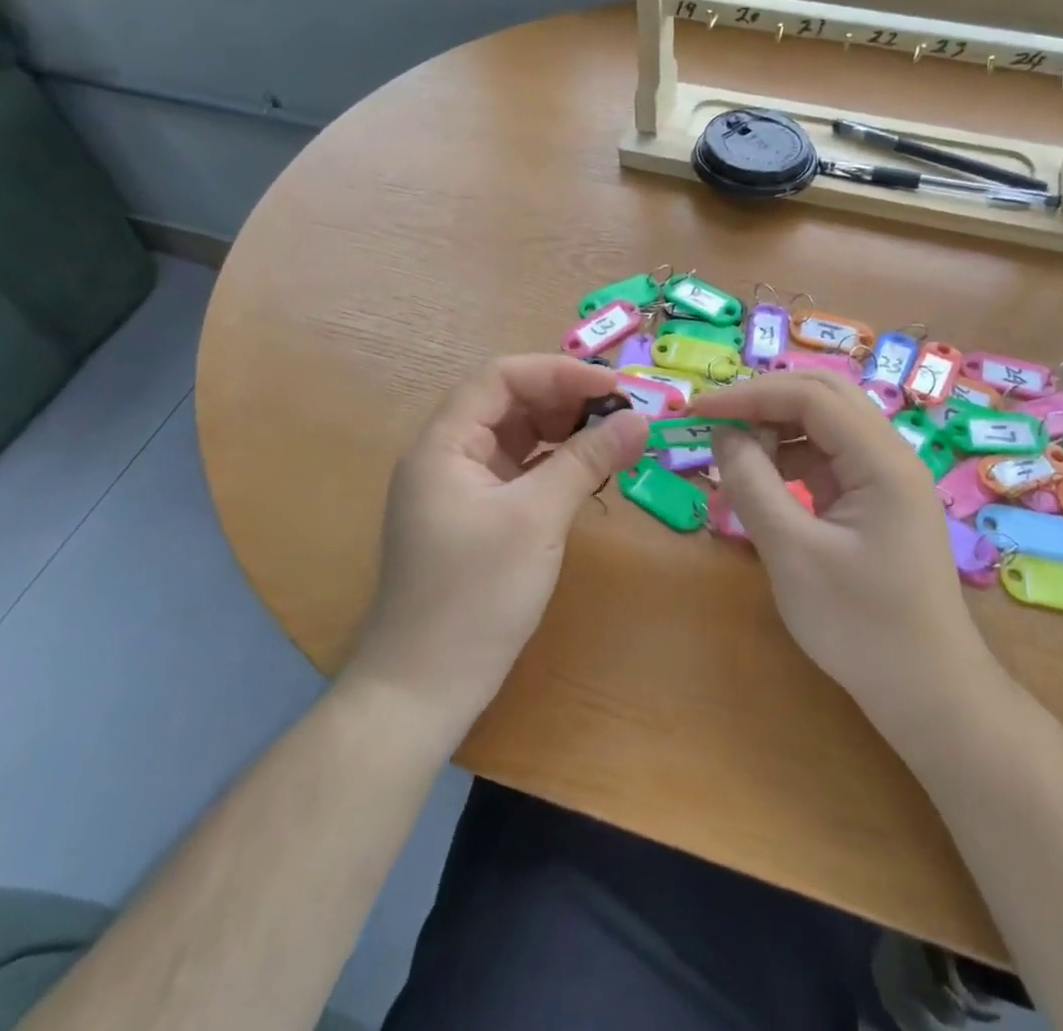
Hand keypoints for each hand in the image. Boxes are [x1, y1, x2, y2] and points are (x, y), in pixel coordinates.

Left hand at [349, 355, 648, 731]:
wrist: (423, 690)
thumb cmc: (475, 596)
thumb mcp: (537, 519)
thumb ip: (587, 460)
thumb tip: (640, 419)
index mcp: (444, 444)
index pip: (501, 378)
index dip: (558, 372)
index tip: (614, 386)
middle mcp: (448, 456)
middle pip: (509, 403)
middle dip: (566, 401)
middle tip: (623, 413)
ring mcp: (461, 489)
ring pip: (517, 438)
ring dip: (564, 432)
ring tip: (614, 439)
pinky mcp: (476, 518)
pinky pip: (520, 472)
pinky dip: (555, 465)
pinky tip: (589, 472)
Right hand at [696, 372, 987, 732]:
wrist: (928, 693)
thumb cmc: (861, 625)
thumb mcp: (792, 553)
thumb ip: (753, 484)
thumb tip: (723, 435)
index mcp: (882, 459)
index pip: (811, 396)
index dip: (750, 394)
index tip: (698, 411)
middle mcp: (890, 455)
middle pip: (823, 397)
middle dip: (764, 401)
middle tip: (713, 421)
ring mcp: (886, 478)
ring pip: (825, 426)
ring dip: (776, 431)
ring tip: (730, 458)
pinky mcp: (875, 502)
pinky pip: (828, 461)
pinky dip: (790, 462)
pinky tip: (760, 486)